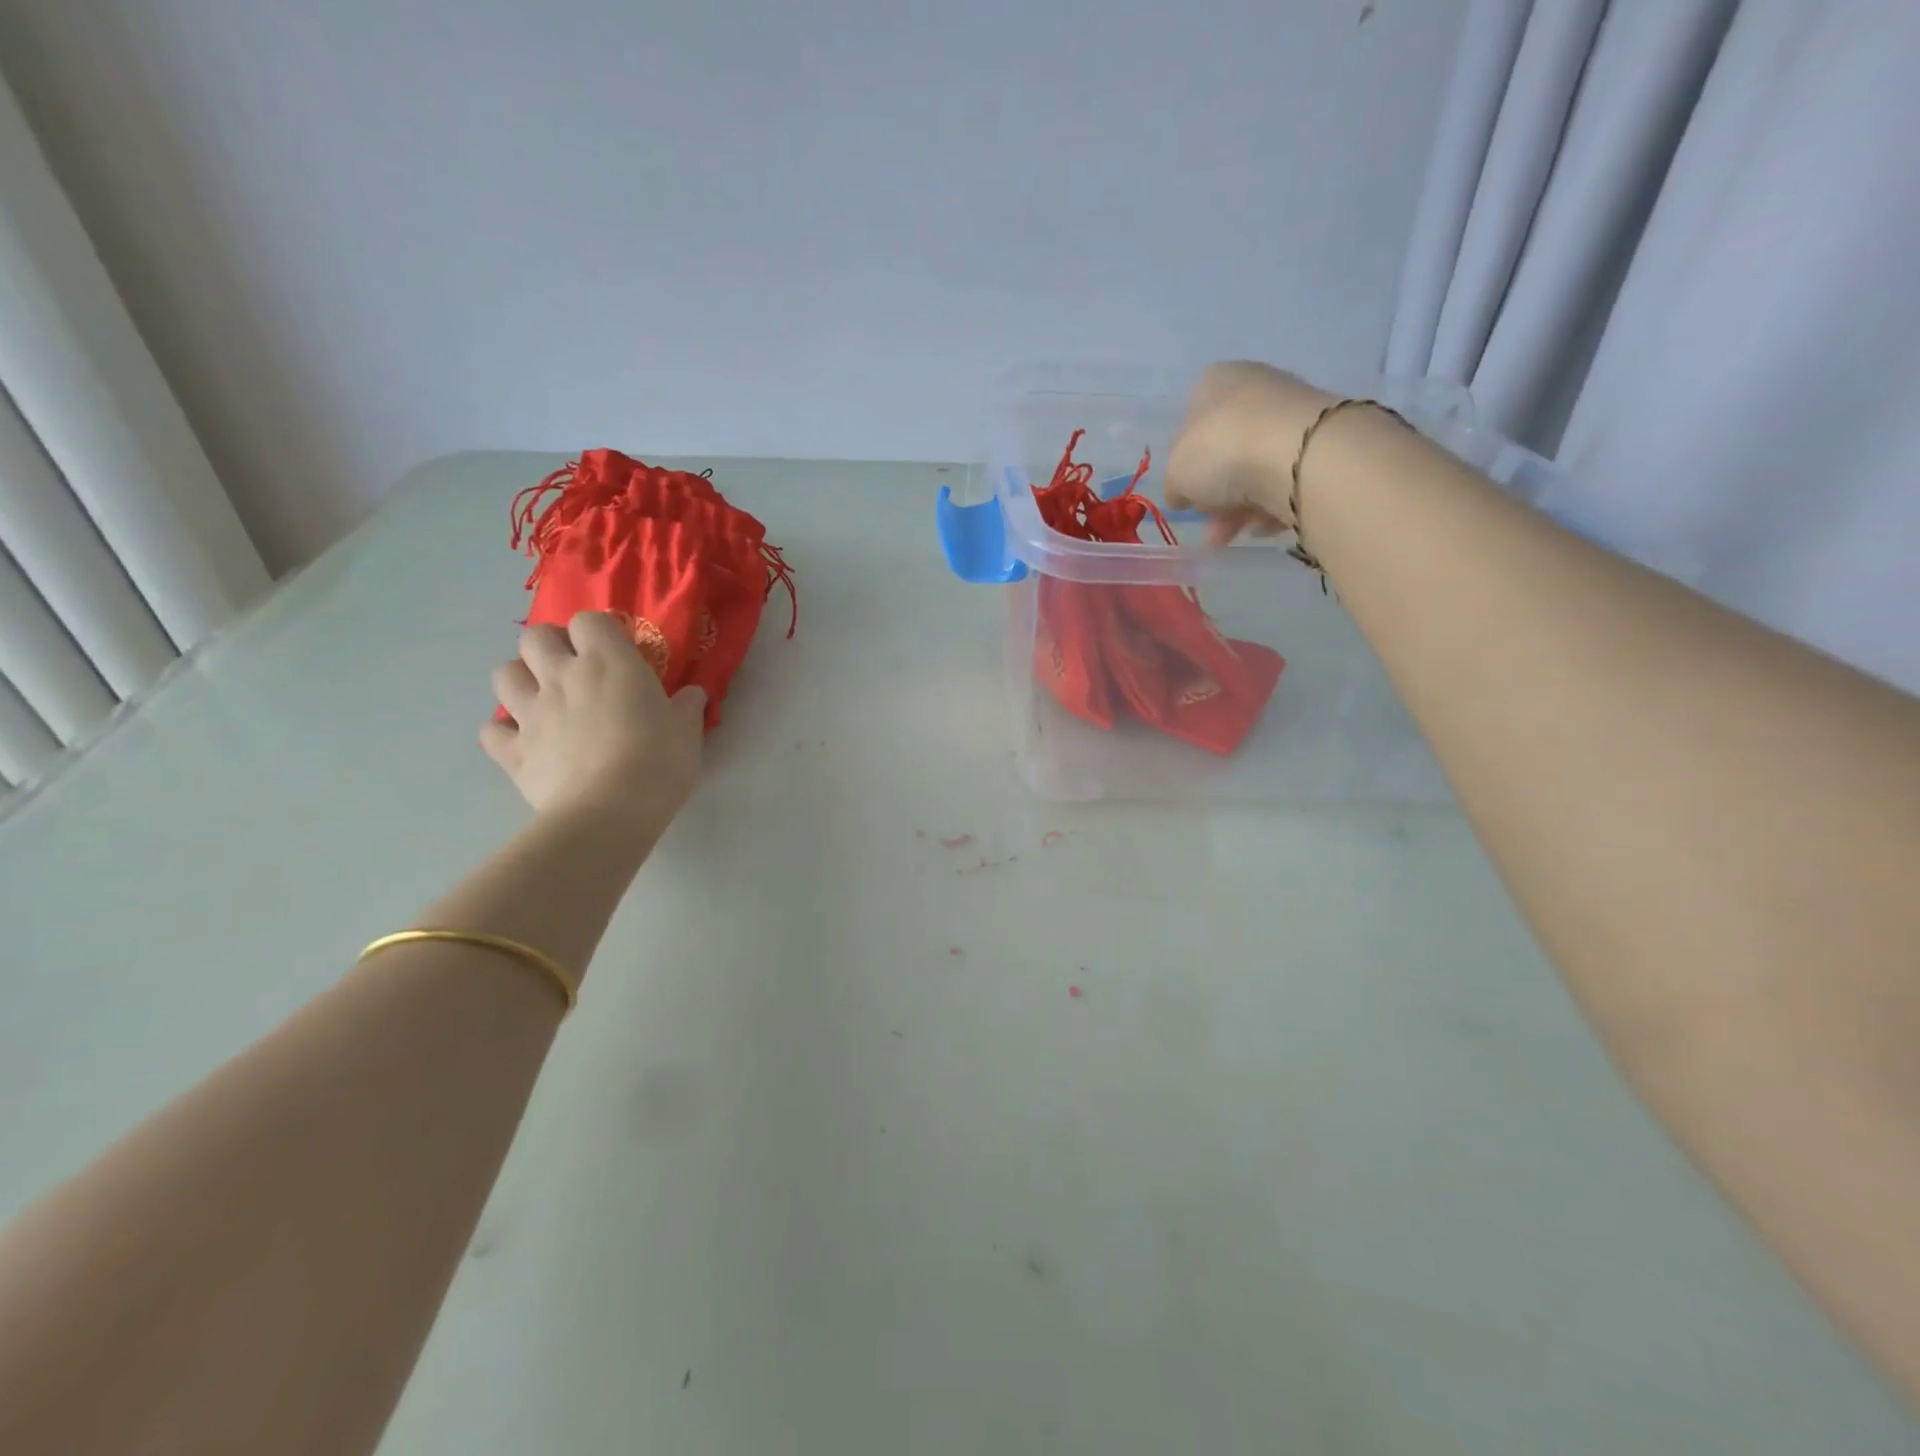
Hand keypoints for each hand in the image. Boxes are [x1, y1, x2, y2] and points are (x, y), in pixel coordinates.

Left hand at [480, 612, 704, 831]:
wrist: (610, 811)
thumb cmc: (658, 762)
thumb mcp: (687, 731)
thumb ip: (686, 706)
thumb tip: (691, 694)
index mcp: (608, 662)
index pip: (589, 620)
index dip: (599, 632)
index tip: (615, 652)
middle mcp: (562, 677)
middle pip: (534, 636)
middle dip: (551, 646)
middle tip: (573, 669)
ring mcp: (531, 713)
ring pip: (504, 674)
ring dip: (521, 680)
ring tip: (543, 699)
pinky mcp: (513, 751)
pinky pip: (492, 731)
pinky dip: (504, 732)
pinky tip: (524, 741)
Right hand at [1164, 362, 1338, 542]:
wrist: (1297, 455)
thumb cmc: (1222, 451)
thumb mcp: (1176, 472)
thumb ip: (1175, 484)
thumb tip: (1182, 494)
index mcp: (1214, 383)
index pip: (1192, 424)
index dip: (1186, 466)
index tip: (1188, 497)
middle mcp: (1255, 388)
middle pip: (1226, 450)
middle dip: (1217, 495)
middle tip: (1212, 527)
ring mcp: (1292, 412)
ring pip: (1256, 468)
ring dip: (1241, 506)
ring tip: (1234, 535)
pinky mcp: (1321, 441)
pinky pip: (1286, 479)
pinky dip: (1274, 503)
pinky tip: (1266, 524)